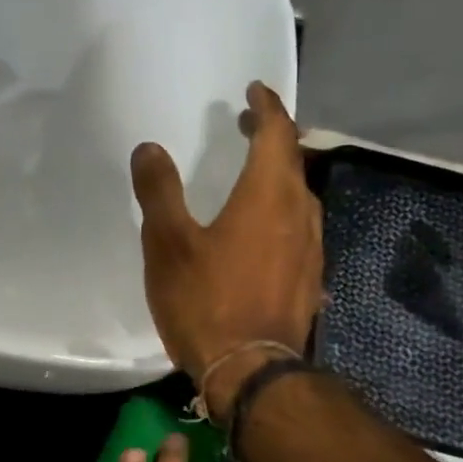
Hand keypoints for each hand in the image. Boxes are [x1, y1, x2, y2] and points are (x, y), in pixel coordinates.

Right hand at [130, 82, 322, 419]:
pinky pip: (300, 232)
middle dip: (272, 138)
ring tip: (253, 177)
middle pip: (293, 162)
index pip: (277, 132)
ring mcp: (312, 250)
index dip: (267, 106)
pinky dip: (282, 216)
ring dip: (279, 178)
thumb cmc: (206, 301)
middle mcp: (301, 213)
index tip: (254, 90)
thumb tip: (150, 148)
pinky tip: (264, 234)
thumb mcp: (168, 244)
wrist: (251, 371)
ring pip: (300, 198)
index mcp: (268, 195)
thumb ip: (159, 192)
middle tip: (247, 128)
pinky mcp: (310, 281)